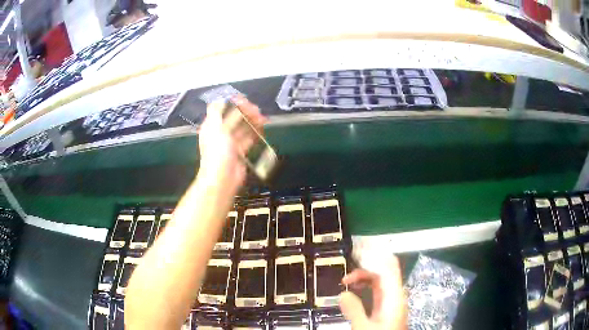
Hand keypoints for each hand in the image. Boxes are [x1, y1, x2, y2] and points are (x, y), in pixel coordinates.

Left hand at [198, 96, 265, 186]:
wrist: (223, 178)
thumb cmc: (217, 151)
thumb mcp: (214, 128)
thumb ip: (216, 111)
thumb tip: (220, 98)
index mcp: (212, 126)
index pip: (222, 110)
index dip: (232, 103)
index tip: (244, 100)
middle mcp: (220, 133)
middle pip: (233, 118)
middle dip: (245, 112)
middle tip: (257, 110)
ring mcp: (231, 143)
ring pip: (242, 128)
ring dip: (252, 122)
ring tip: (262, 118)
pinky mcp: (240, 152)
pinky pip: (248, 139)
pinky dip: (255, 133)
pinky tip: (262, 128)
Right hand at [339, 257, 406, 329]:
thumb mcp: (364, 326)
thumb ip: (354, 309)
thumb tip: (343, 294)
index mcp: (395, 296)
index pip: (389, 267)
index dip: (376, 257)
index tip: (359, 252)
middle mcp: (396, 295)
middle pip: (384, 271)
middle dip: (365, 267)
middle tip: (347, 272)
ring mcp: (392, 301)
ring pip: (380, 279)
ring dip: (364, 276)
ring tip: (347, 281)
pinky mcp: (387, 307)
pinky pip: (378, 288)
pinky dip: (366, 284)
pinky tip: (356, 288)